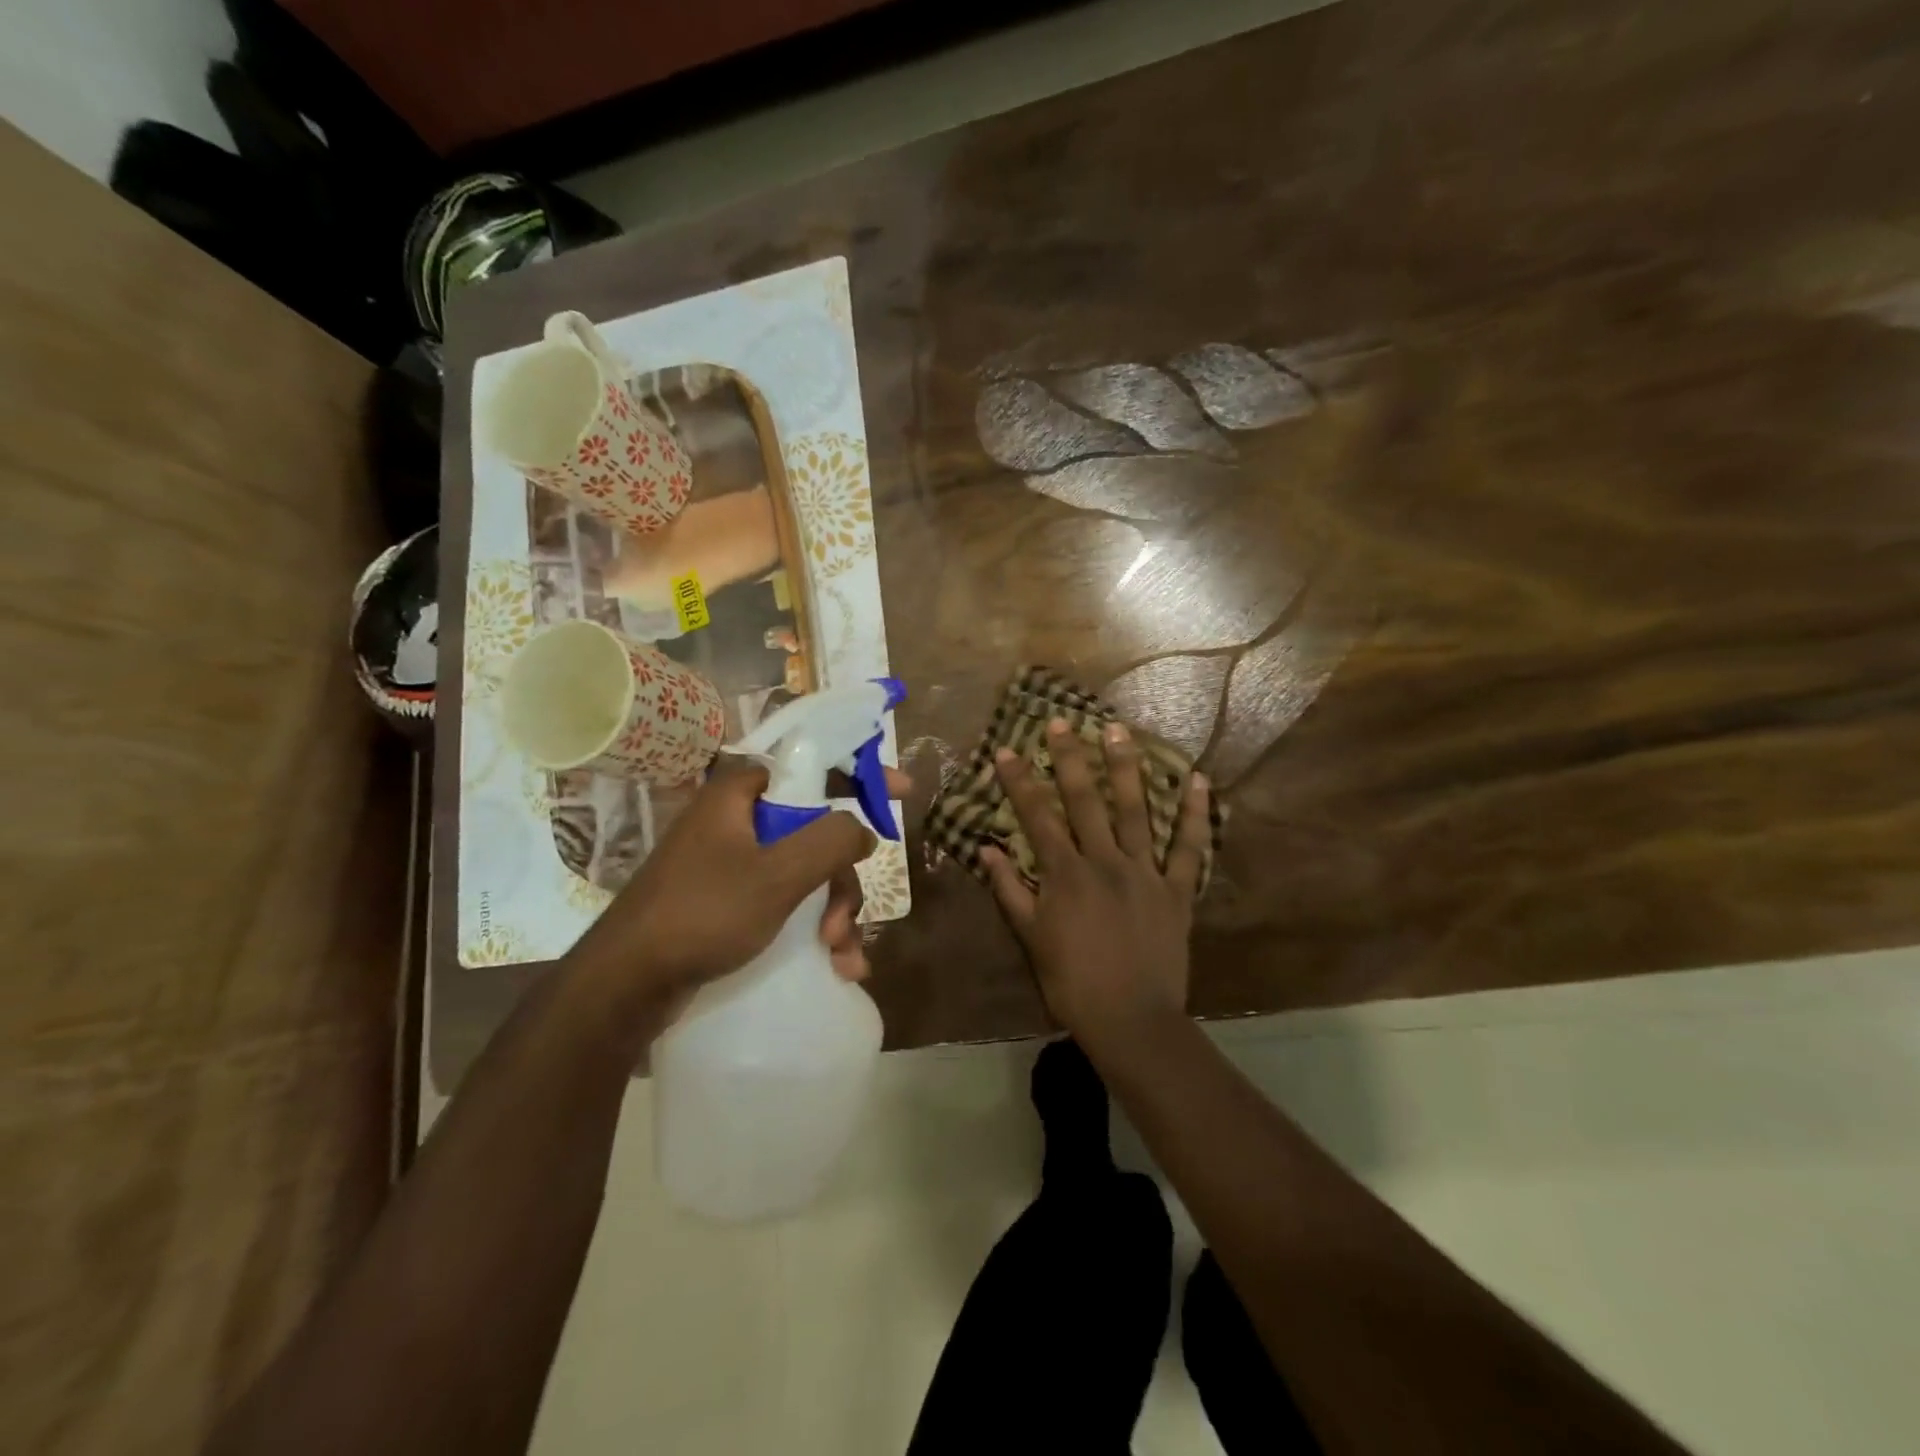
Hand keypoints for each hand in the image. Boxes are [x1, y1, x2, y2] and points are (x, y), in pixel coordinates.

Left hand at [568, 758, 910, 1031]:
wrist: (627, 986)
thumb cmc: (703, 914)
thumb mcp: (777, 875)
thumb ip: (830, 840)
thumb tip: (862, 829)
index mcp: (741, 795)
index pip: (811, 765)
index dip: (860, 776)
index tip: (902, 792)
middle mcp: (738, 822)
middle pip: (816, 831)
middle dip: (843, 881)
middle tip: (846, 923)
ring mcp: (732, 865)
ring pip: (806, 873)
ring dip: (834, 914)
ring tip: (841, 959)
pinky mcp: (729, 903)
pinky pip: (786, 903)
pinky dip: (813, 930)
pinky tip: (834, 968)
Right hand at [981, 719, 1210, 1043]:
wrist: (1131, 1020)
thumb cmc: (1073, 982)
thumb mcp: (1031, 938)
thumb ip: (1009, 890)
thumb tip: (987, 850)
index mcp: (1066, 874)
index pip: (1037, 817)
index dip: (1020, 782)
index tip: (1006, 750)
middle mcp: (1105, 861)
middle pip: (1085, 801)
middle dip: (1070, 759)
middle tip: (1062, 722)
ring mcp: (1146, 872)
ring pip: (1136, 811)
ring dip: (1127, 769)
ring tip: (1120, 732)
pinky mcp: (1177, 891)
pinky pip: (1190, 848)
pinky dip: (1197, 815)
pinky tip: (1201, 782)